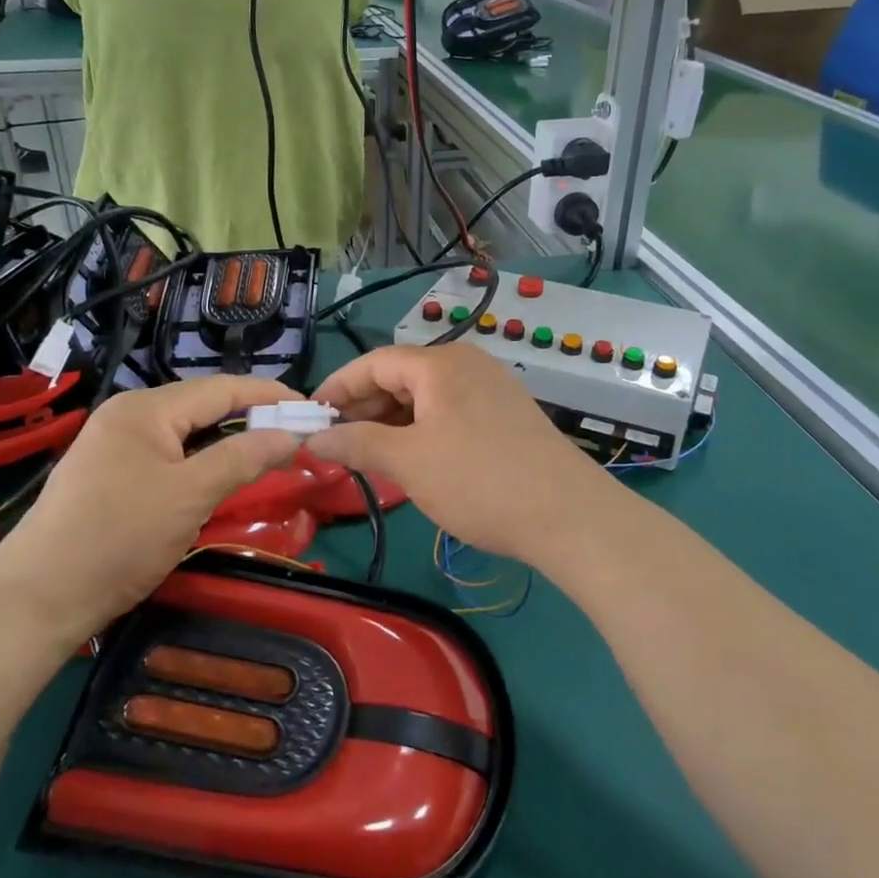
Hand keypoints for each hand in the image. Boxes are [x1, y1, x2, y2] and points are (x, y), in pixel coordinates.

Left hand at [0, 377, 302, 633]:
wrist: (37, 600)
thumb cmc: (119, 538)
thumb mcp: (190, 495)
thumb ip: (243, 457)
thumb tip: (292, 434)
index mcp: (145, 409)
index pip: (220, 388)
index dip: (269, 396)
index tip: (311, 408)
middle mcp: (128, 416)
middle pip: (202, 406)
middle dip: (250, 416)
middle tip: (295, 432)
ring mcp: (114, 446)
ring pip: (186, 433)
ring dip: (227, 439)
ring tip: (267, 449)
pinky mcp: (109, 475)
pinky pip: (168, 455)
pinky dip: (201, 459)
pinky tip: (220, 472)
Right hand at [304, 344, 625, 563]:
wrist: (568, 515)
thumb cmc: (479, 481)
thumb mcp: (409, 462)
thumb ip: (357, 443)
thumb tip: (314, 437)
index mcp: (440, 363)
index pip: (373, 362)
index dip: (337, 388)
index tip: (310, 418)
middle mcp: (467, 364)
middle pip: (400, 377)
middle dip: (365, 409)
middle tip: (337, 445)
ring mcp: (491, 388)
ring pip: (426, 398)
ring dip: (393, 424)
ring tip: (370, 459)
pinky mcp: (507, 416)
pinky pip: (450, 413)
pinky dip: (423, 432)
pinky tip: (413, 462)